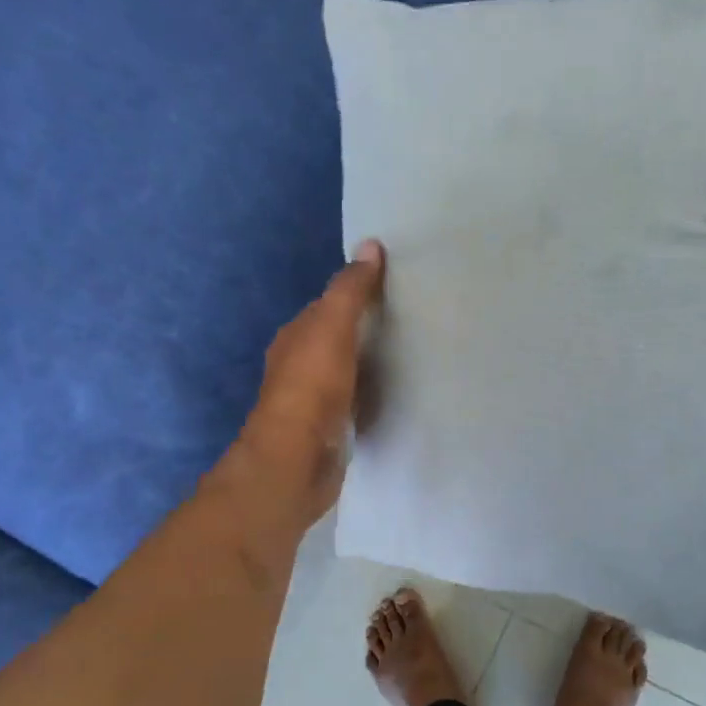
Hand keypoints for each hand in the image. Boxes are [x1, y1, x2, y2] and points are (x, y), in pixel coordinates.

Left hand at [231, 240, 386, 523]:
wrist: (296, 461)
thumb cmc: (312, 388)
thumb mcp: (333, 327)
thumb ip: (350, 290)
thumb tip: (370, 245)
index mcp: (295, 337)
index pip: (326, 307)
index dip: (355, 295)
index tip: (393, 289)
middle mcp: (299, 367)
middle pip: (336, 340)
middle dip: (364, 331)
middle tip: (410, 322)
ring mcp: (313, 402)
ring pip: (346, 372)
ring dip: (369, 364)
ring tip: (410, 356)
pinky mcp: (329, 431)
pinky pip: (355, 403)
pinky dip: (371, 395)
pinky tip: (393, 396)